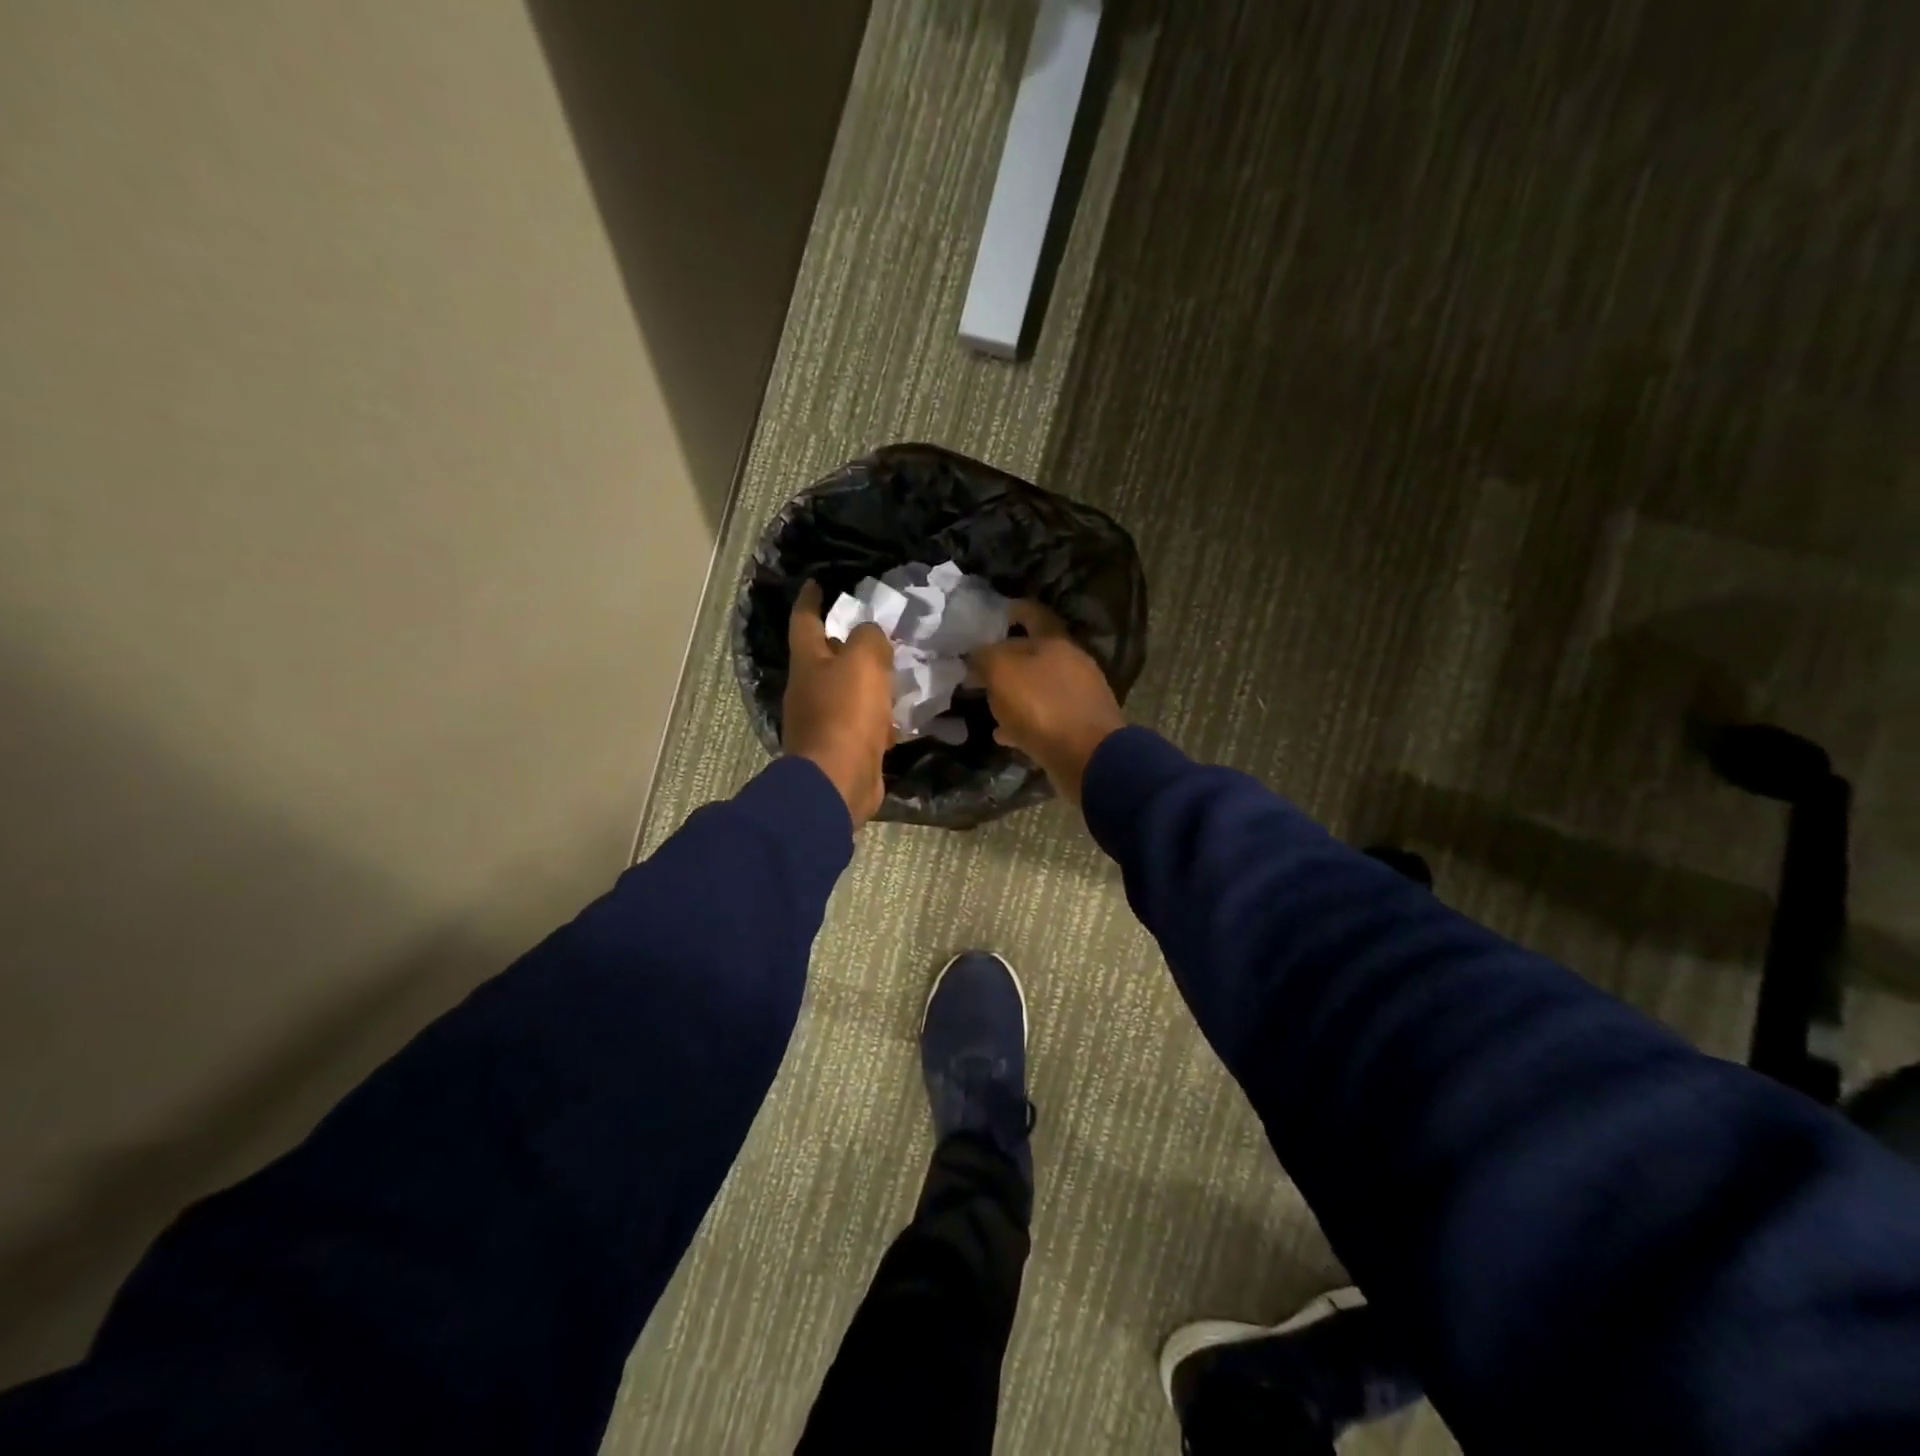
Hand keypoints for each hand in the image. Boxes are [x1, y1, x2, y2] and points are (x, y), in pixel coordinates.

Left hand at [783, 580, 895, 826]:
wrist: (839, 781)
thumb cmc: (846, 714)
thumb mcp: (863, 661)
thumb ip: (869, 638)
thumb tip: (870, 634)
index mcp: (808, 662)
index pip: (805, 620)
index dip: (811, 599)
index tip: (818, 582)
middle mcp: (809, 689)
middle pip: (826, 657)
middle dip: (847, 642)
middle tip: (876, 629)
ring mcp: (824, 721)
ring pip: (848, 691)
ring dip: (868, 680)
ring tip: (897, 668)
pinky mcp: (842, 748)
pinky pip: (863, 723)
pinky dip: (880, 715)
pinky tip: (903, 712)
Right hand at [968, 600, 1125, 805]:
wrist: (1088, 758)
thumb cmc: (1042, 707)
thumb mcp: (1002, 673)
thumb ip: (985, 657)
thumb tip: (976, 655)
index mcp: (1056, 641)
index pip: (1032, 613)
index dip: (1010, 610)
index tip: (987, 617)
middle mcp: (1072, 663)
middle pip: (1034, 653)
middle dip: (1006, 659)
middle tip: (978, 669)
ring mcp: (1079, 696)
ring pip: (1038, 687)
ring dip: (1014, 694)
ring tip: (987, 704)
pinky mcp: (1079, 726)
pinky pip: (1045, 718)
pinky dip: (1024, 723)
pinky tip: (1005, 735)